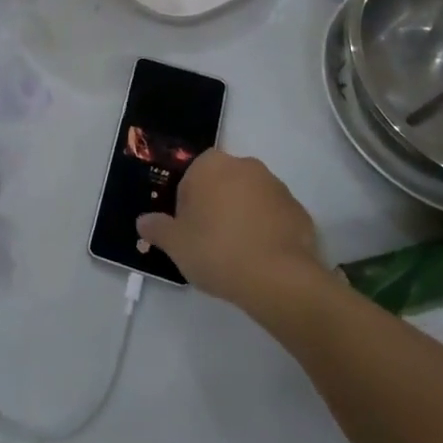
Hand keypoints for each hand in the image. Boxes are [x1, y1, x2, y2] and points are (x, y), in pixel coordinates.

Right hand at [137, 152, 322, 309]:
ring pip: (250, 199)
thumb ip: (156, 229)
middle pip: (222, 184)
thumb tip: (143, 222)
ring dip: (243, 217)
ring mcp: (276, 186)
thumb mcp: (175, 244)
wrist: (278, 278)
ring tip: (239, 255)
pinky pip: (275, 217)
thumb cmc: (216, 250)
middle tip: (210, 243)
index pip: (191, 179)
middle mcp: (244, 165)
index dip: (187, 206)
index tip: (189, 232)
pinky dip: (268, 231)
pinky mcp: (299, 210)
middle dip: (216, 207)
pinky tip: (262, 259)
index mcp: (210, 164)